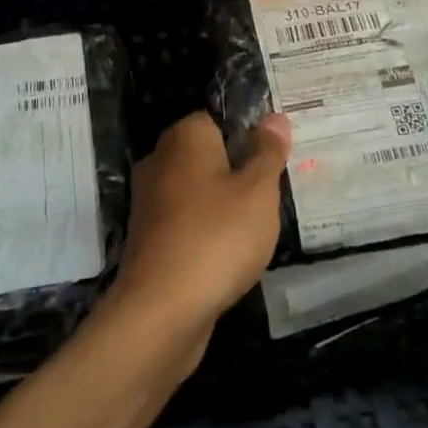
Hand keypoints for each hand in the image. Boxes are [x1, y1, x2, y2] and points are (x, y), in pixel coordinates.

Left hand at [114, 111, 290, 341]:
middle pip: (209, 154)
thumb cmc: (217, 237)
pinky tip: (232, 251)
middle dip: (240, 169)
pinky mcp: (149, 238)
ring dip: (225, 203)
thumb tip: (274, 117)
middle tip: (275, 189)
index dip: (251, 132)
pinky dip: (208, 230)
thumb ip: (268, 152)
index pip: (219, 117)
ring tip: (260, 223)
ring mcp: (150, 201)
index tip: (278, 155)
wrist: (161, 310)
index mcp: (185, 137)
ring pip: (199, 189)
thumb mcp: (258, 191)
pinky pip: (188, 220)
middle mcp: (161, 160)